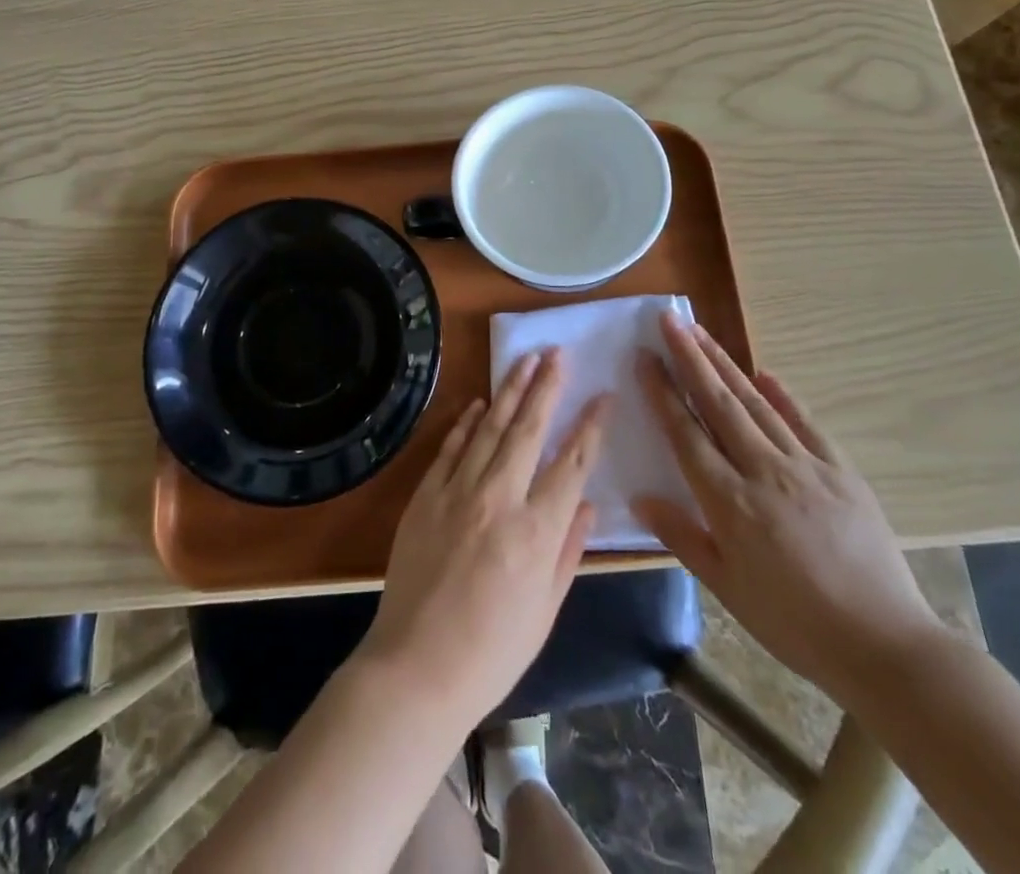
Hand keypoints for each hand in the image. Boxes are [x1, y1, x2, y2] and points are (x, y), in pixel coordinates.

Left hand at [355, 348, 607, 729]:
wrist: (415, 667)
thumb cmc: (492, 651)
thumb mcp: (546, 610)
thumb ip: (568, 551)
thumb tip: (588, 505)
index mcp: (536, 531)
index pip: (572, 463)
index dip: (591, 425)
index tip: (604, 394)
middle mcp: (499, 499)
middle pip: (528, 429)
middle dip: (546, 386)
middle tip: (558, 353)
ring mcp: (457, 491)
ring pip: (489, 427)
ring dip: (510, 390)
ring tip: (526, 360)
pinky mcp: (426, 495)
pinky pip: (451, 447)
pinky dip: (467, 422)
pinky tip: (479, 402)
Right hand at [633, 313, 942, 701]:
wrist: (885, 645)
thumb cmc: (793, 623)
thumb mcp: (726, 588)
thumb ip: (682, 536)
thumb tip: (640, 497)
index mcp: (729, 501)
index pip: (686, 432)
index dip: (662, 391)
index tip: (645, 356)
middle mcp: (763, 470)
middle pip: (718, 402)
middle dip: (690, 357)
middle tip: (668, 320)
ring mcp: (806, 465)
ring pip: (756, 403)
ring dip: (725, 364)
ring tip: (701, 333)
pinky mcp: (841, 470)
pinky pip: (806, 422)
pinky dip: (783, 394)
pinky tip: (765, 373)